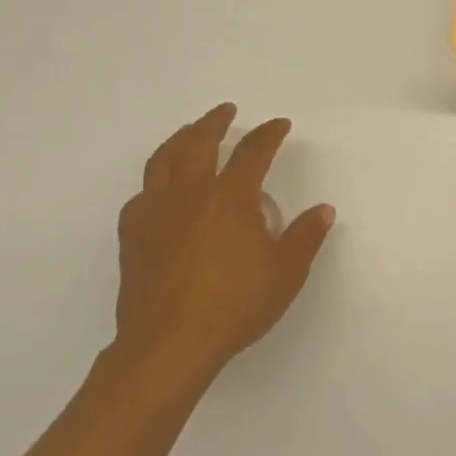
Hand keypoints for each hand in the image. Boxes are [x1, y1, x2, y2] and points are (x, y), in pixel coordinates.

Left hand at [113, 103, 334, 383]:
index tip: (279, 125)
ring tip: (189, 133)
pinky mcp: (132, 235)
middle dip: (214, 122)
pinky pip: (142, 193)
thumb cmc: (235, 305)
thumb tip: (323, 210)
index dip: (268, 134)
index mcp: (230, 198)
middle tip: (225, 111)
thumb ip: (306, 236)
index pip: (253, 152)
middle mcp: (190, 194)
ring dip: (180, 139)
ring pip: (163, 160)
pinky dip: (156, 180)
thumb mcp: (286, 273)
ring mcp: (155, 212)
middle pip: (199, 143)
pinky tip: (161, 189)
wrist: (169, 344)